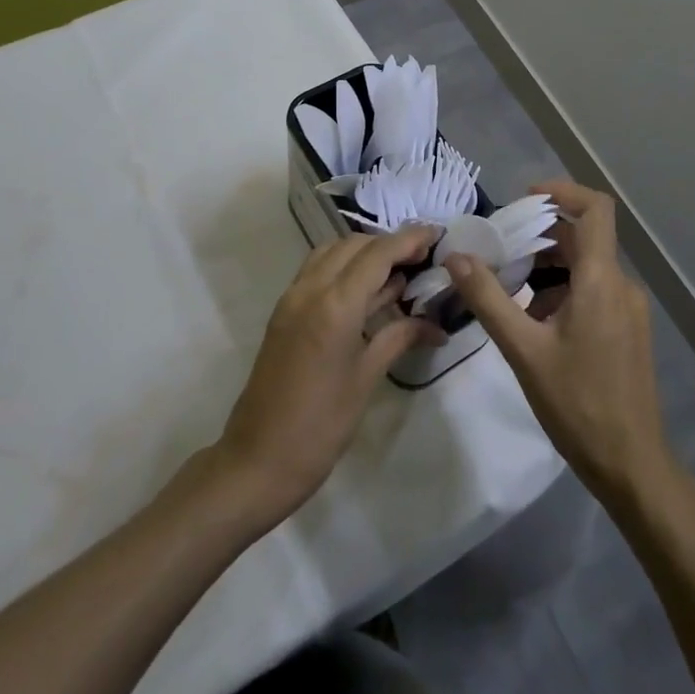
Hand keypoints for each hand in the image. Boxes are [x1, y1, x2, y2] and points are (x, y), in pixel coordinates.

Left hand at [215, 228, 443, 527]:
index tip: (436, 233)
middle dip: (388, 244)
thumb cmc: (321, 426)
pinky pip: (316, 270)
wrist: (258, 459)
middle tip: (421, 258)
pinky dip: (343, 266)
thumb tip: (436, 325)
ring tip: (397, 270)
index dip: (409, 239)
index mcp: (335, 304)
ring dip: (363, 252)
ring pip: (331, 252)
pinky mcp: (284, 312)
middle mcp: (310, 289)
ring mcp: (292, 298)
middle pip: (353, 245)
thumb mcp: (366, 379)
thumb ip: (399, 337)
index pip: (378, 254)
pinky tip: (366, 290)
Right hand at [445, 181, 674, 505]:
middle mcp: (621, 285)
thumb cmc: (577, 404)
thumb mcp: (523, 350)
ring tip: (509, 289)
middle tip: (499, 251)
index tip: (524, 198)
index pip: (595, 209)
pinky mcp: (627, 331)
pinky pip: (593, 291)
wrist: (632, 465)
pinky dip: (562, 290)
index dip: (562, 192)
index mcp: (601, 280)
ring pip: (586, 266)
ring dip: (547, 267)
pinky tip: (534, 321)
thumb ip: (488, 299)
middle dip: (540, 237)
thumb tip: (457, 256)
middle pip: (583, 238)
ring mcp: (628, 310)